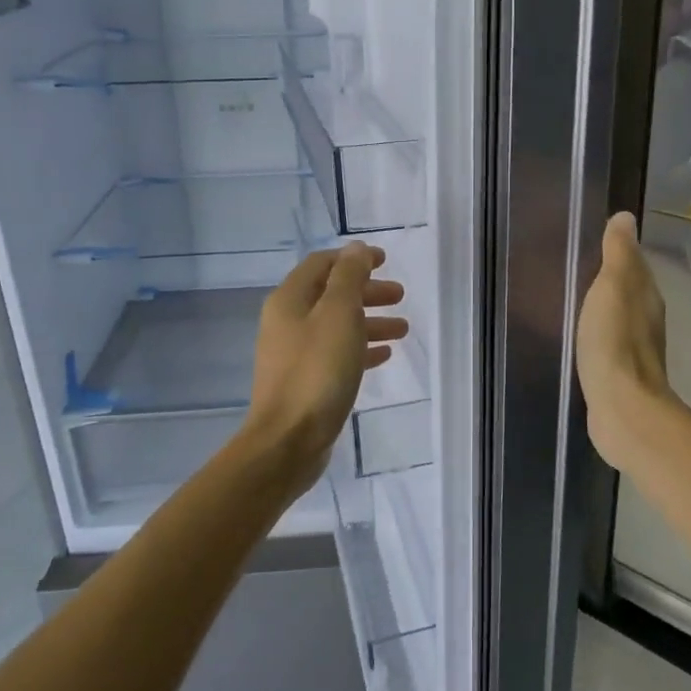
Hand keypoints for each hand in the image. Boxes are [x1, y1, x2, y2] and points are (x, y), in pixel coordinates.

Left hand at [244, 243, 407, 498]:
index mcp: (290, 300)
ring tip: (403, 328)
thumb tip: (357, 248)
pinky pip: (336, 354)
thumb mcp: (338, 315)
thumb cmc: (317, 371)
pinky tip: (384, 356)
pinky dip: (360, 349)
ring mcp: (294, 354)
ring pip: (336, 326)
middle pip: (331, 295)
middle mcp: (287, 322)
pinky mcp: (304, 382)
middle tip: (399, 295)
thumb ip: (349, 277)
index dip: (353, 259)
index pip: (322, 264)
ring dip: (369, 322)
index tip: (385, 261)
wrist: (287, 441)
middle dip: (366, 291)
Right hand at [575, 212, 671, 466]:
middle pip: (630, 290)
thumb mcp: (612, 288)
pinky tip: (582, 335)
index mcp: (646, 296)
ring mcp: (635, 349)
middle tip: (580, 266)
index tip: (594, 240)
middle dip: (611, 278)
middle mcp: (647, 319)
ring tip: (577, 297)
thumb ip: (618, 254)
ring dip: (604, 306)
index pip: (635, 264)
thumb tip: (627, 216)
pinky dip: (598, 332)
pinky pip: (609, 342)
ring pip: (620, 317)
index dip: (619, 251)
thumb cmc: (615, 342)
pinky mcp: (621, 374)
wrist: (623, 408)